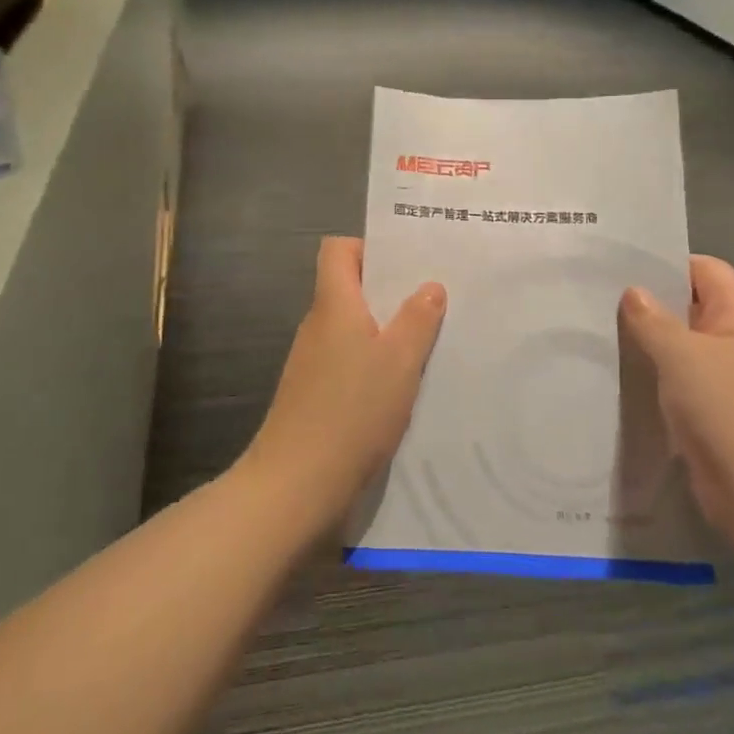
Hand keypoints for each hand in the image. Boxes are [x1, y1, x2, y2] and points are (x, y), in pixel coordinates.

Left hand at [242, 237, 446, 528]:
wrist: (297, 485)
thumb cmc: (352, 411)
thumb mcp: (399, 361)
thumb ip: (418, 320)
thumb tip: (430, 286)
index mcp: (334, 305)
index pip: (337, 250)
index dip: (369, 248)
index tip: (406, 266)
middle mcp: (318, 326)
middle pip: (350, 288)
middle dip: (391, 292)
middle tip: (435, 302)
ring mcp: (313, 362)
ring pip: (354, 329)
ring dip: (387, 332)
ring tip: (430, 344)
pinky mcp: (315, 395)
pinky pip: (350, 362)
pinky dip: (375, 365)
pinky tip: (404, 388)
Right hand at [620, 256, 733, 537]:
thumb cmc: (730, 413)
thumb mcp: (682, 357)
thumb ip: (653, 320)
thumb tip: (633, 291)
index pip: (705, 268)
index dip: (666, 262)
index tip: (619, 266)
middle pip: (692, 305)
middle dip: (650, 302)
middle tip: (597, 298)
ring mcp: (732, 379)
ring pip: (684, 346)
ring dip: (650, 342)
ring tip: (600, 334)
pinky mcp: (719, 412)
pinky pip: (683, 381)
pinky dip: (657, 376)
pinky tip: (622, 377)